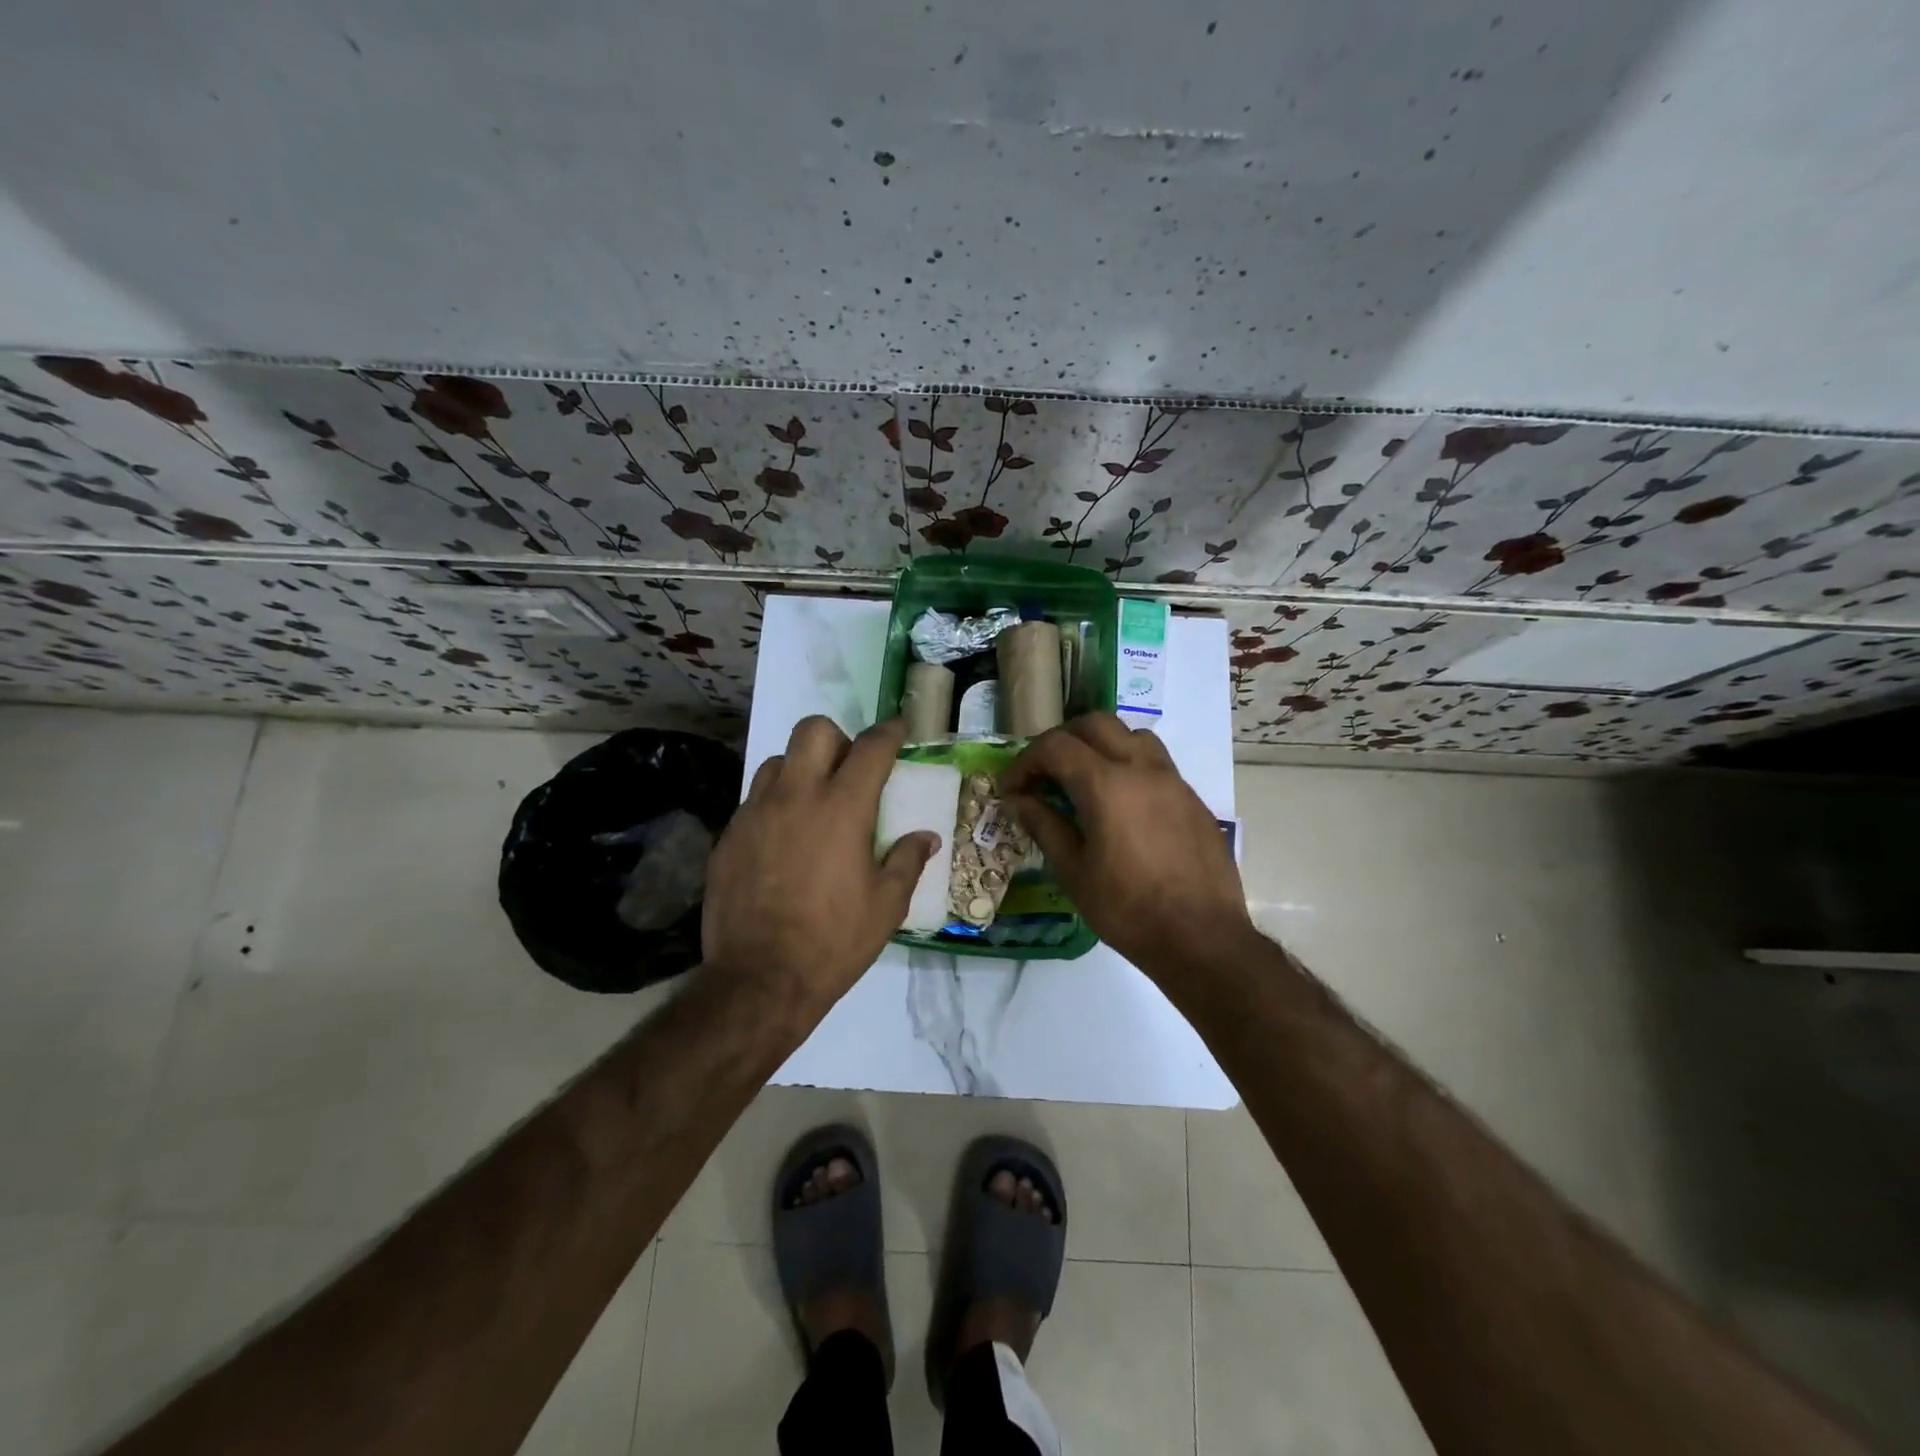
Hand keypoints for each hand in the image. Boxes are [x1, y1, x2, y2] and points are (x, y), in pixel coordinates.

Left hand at [702, 715, 936, 1026]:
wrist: (760, 979)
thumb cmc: (834, 941)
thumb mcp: (887, 905)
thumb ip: (908, 861)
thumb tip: (926, 837)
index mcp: (842, 808)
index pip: (871, 748)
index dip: (890, 732)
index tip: (898, 728)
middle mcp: (796, 796)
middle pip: (813, 731)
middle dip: (838, 738)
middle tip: (849, 769)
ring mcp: (756, 813)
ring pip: (778, 760)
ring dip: (801, 768)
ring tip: (812, 803)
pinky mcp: (729, 836)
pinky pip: (754, 799)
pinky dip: (775, 804)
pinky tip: (784, 840)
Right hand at [1003, 714, 1253, 977]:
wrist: (1202, 938)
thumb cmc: (1128, 910)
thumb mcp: (1073, 872)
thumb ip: (1044, 825)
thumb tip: (1019, 800)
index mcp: (1106, 784)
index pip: (1056, 746)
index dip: (1026, 761)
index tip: (1013, 788)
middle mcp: (1141, 768)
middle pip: (1095, 724)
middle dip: (1061, 741)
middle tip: (1044, 774)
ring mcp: (1173, 780)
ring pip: (1131, 735)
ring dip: (1100, 745)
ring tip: (1084, 779)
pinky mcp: (1192, 798)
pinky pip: (1155, 762)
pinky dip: (1128, 766)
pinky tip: (1122, 806)